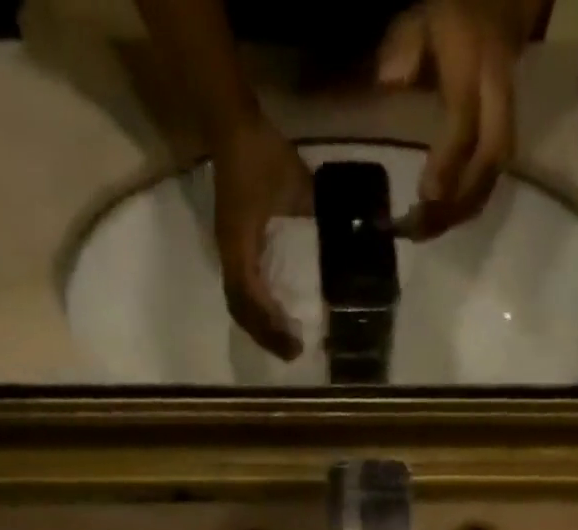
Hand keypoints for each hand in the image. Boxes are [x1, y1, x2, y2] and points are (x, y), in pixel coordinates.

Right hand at [212, 118, 314, 359]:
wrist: (232, 127)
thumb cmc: (261, 155)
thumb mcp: (296, 186)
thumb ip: (317, 216)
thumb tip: (348, 241)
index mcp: (240, 245)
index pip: (250, 300)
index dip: (270, 326)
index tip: (294, 344)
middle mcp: (230, 255)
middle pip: (241, 311)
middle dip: (265, 335)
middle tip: (293, 353)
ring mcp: (229, 251)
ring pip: (239, 303)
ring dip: (260, 326)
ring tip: (284, 342)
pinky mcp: (234, 246)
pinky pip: (243, 288)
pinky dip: (258, 308)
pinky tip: (275, 316)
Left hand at [376, 0, 529, 237]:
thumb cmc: (452, 13)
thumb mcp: (420, 20)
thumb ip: (402, 51)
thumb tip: (388, 84)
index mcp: (475, 63)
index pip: (465, 122)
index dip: (448, 163)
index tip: (425, 198)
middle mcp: (497, 92)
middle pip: (490, 158)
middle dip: (460, 200)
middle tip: (425, 229)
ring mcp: (508, 113)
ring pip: (495, 173)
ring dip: (464, 209)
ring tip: (430, 231)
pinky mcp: (508, 130)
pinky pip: (494, 174)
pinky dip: (470, 201)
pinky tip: (446, 218)